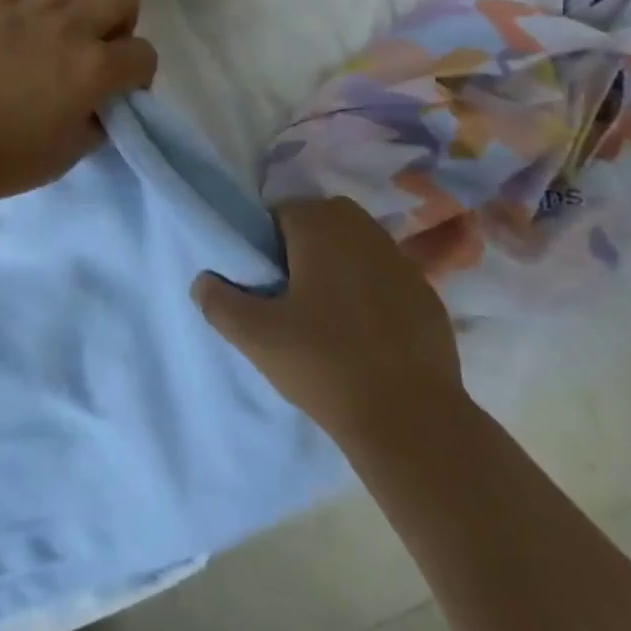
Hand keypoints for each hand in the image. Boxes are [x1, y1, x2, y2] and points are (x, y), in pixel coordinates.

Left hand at [0, 0, 158, 203]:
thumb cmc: (9, 158)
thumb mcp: (74, 152)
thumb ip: (101, 119)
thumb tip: (106, 99)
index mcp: (93, 70)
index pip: (144, 54)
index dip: (141, 73)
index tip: (124, 88)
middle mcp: (69, 29)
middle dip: (125, 15)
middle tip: (103, 41)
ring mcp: (28, 9)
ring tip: (78, 6)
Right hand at [193, 197, 462, 446]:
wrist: (410, 418)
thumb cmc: (324, 363)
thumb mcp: (255, 336)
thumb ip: (219, 302)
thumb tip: (203, 281)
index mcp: (322, 227)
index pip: (282, 212)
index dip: (267, 243)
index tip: (264, 281)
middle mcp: (365, 231)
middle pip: (323, 222)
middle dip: (304, 247)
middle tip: (290, 294)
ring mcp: (402, 262)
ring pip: (358, 248)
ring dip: (340, 267)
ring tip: (326, 314)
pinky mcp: (428, 295)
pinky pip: (387, 280)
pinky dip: (372, 293)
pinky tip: (365, 334)